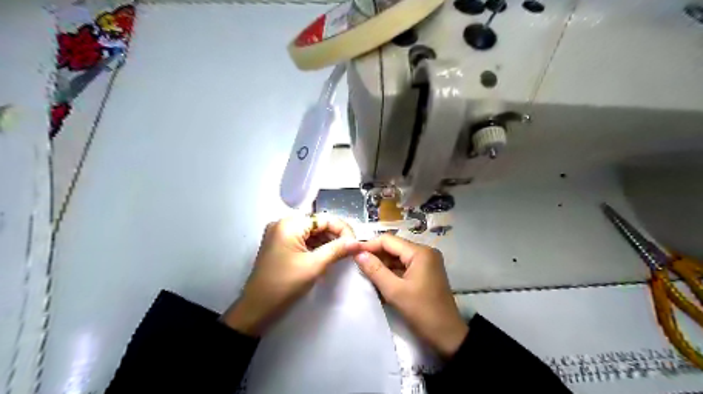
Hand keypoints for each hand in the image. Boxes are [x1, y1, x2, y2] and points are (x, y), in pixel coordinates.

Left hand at [224, 214, 359, 335]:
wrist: (257, 309)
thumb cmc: (285, 285)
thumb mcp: (314, 266)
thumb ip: (337, 250)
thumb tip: (358, 242)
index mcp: (289, 224)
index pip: (323, 219)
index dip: (342, 229)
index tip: (356, 243)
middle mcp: (283, 224)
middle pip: (317, 224)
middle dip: (335, 235)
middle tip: (351, 250)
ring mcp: (280, 235)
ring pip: (311, 232)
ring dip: (327, 241)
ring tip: (342, 254)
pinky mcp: (280, 245)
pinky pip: (303, 240)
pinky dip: (316, 247)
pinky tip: (327, 255)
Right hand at [355, 236, 467, 357]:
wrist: (448, 336)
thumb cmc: (422, 312)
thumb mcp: (395, 291)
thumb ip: (375, 270)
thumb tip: (358, 253)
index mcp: (420, 252)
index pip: (388, 240)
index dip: (369, 245)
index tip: (351, 254)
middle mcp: (424, 252)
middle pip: (393, 247)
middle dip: (375, 256)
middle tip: (356, 265)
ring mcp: (426, 263)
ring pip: (398, 258)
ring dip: (382, 265)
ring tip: (365, 273)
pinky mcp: (425, 273)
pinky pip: (404, 267)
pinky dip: (391, 272)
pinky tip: (379, 281)